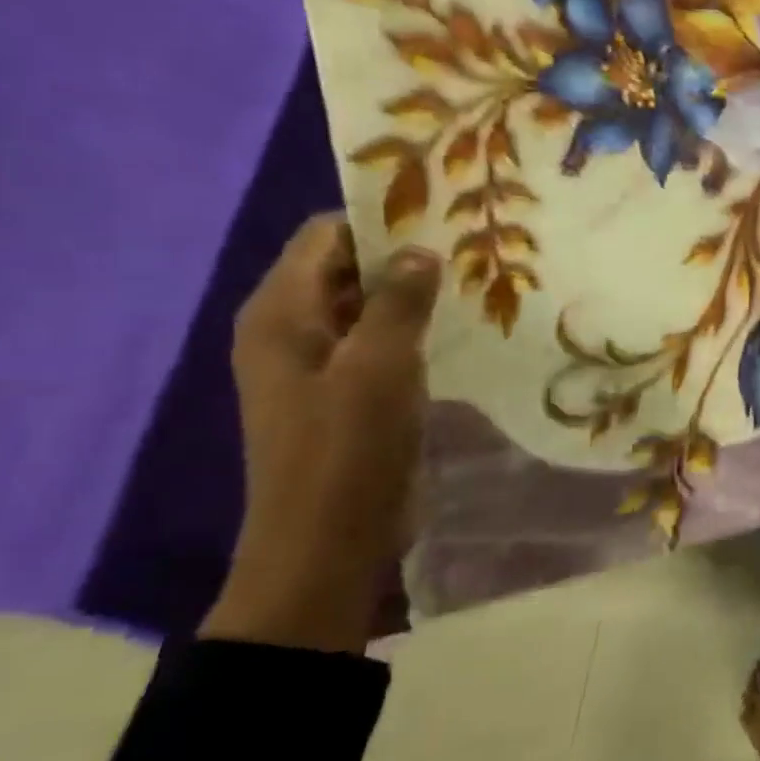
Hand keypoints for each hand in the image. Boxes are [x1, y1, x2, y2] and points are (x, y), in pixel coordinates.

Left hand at [201, 214, 440, 652]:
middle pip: (347, 269)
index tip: (446, 217)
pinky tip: (461, 333)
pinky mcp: (345, 395)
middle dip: (405, 257)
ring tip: (478, 284)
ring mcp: (318, 366)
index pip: (326, 237)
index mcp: (281, 314)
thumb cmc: (348, 450)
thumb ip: (399, 301)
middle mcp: (291, 330)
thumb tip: (420, 250)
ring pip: (368, 308)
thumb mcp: (380, 367)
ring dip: (415, 296)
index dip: (381, 221)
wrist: (327, 543)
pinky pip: (379, 344)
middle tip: (474, 250)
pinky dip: (415, 331)